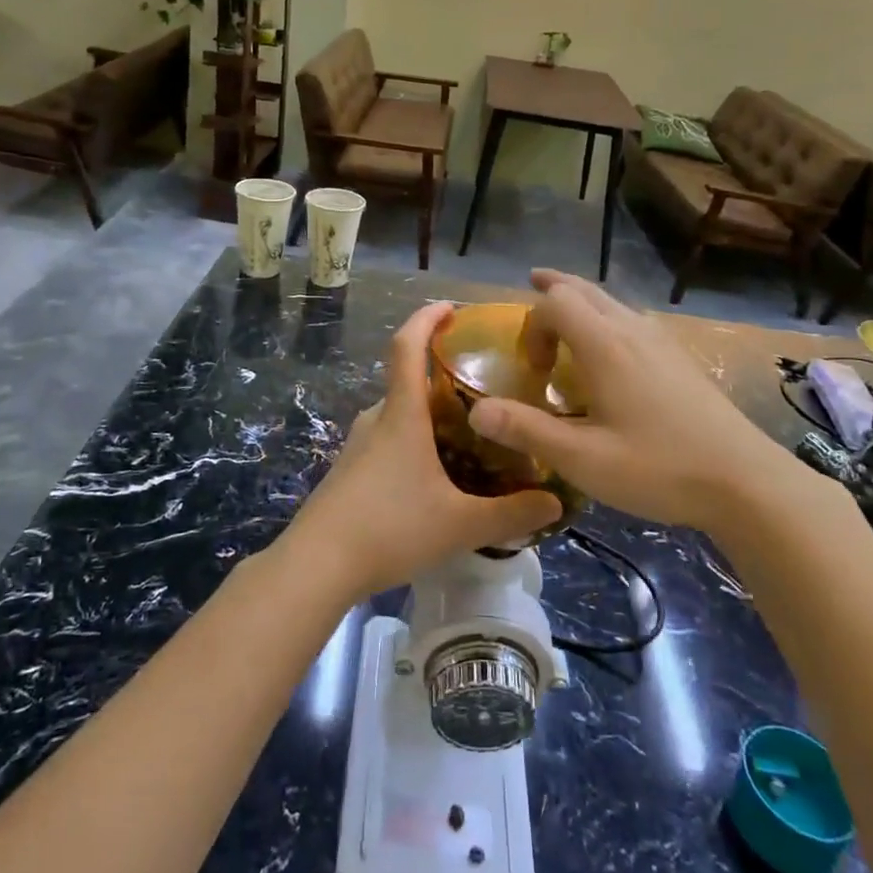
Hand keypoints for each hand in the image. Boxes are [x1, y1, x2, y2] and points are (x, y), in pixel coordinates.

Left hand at [277, 302, 562, 597]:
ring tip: (468, 433)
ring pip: (399, 415)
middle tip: (484, 388)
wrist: (317, 565)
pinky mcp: (350, 472)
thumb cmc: (389, 528)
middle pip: (408, 381)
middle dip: (442, 377)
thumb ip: (511, 514)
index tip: (450, 307)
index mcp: (402, 415)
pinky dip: (414, 441)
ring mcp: (358, 446)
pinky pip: (388, 441)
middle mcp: (377, 420)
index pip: (407, 346)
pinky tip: (435, 475)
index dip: (426, 318)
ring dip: (429, 414)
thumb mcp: (459, 525)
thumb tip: (556, 504)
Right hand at [467, 270, 776, 530]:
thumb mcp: (582, 459)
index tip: (532, 370)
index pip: (555, 304)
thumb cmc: (658, 468)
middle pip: (585, 290)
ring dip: (582, 301)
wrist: (745, 482)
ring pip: (613, 302)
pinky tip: (613, 352)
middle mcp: (633, 331)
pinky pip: (633, 321)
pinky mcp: (682, 359)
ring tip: (566, 314)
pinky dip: (608, 318)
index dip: (532, 326)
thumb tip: (474, 411)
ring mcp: (662, 342)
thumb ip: (526, 430)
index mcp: (606, 346)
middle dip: (554, 288)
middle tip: (532, 284)